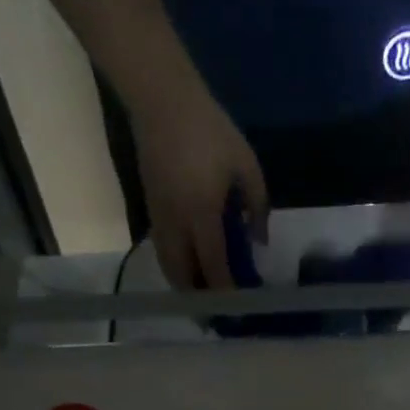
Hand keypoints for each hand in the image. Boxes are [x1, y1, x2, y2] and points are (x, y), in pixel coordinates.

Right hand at [130, 87, 268, 291]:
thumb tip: (259, 242)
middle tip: (218, 310)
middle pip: (184, 278)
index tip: (239, 307)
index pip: (214, 266)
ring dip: (185, 286)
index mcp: (203, 214)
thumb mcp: (246, 164)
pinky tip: (190, 267)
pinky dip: (176, 267)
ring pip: (169, 268)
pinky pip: (163, 252)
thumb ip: (257, 206)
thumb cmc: (210, 129)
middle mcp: (177, 225)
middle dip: (200, 299)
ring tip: (203, 295)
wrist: (161, 100)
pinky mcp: (151, 211)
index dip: (226, 291)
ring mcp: (160, 220)